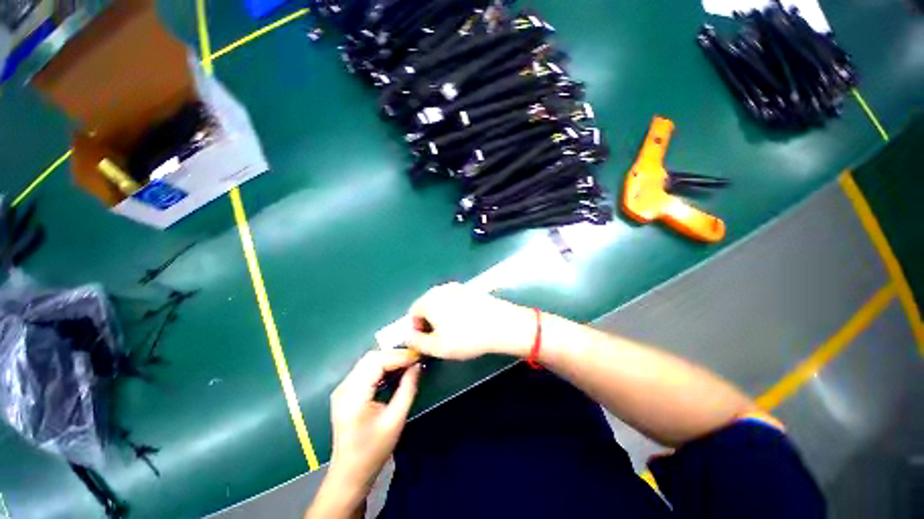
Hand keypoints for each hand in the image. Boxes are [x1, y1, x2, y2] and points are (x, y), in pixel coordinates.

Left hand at [328, 350, 420, 490]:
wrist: (349, 474)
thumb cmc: (373, 451)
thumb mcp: (396, 420)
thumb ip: (408, 389)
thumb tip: (417, 365)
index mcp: (353, 397)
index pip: (377, 362)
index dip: (399, 356)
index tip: (417, 357)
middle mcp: (344, 388)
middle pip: (371, 358)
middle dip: (394, 355)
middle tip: (414, 360)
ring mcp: (342, 389)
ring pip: (368, 361)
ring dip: (388, 359)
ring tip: (407, 364)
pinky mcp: (345, 392)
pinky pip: (365, 369)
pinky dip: (381, 366)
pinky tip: (394, 372)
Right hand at [405, 282, 536, 359]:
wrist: (501, 324)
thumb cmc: (466, 337)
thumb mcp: (437, 347)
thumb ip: (416, 342)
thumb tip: (408, 336)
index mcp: (429, 299)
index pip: (413, 312)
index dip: (416, 328)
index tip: (427, 340)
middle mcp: (441, 289)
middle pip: (427, 305)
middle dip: (429, 321)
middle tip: (440, 337)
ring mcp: (457, 287)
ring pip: (441, 302)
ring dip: (442, 316)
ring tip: (454, 331)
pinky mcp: (470, 289)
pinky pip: (455, 300)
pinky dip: (455, 310)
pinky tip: (466, 322)